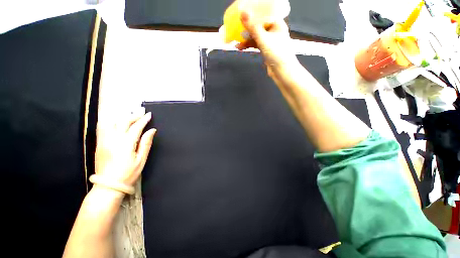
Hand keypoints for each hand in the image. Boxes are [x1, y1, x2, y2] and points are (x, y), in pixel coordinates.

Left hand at [95, 107, 155, 186]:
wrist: (108, 185)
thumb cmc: (128, 173)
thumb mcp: (141, 159)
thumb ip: (146, 143)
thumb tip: (152, 130)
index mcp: (126, 144)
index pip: (136, 127)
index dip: (143, 119)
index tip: (149, 114)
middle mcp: (113, 139)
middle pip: (123, 122)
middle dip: (133, 115)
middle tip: (141, 111)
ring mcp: (104, 141)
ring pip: (112, 123)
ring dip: (122, 117)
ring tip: (130, 115)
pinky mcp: (99, 144)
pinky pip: (103, 128)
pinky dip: (111, 122)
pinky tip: (116, 122)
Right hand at [236, 11, 297, 76]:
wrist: (281, 71)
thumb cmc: (277, 54)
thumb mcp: (263, 39)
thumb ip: (253, 27)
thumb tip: (243, 13)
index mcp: (277, 23)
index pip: (264, 13)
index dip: (254, 12)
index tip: (243, 12)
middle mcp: (273, 30)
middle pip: (258, 25)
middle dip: (247, 28)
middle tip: (237, 28)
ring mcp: (269, 40)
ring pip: (256, 36)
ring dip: (246, 39)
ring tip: (236, 42)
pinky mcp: (266, 49)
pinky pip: (256, 44)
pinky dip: (249, 45)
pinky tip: (241, 47)